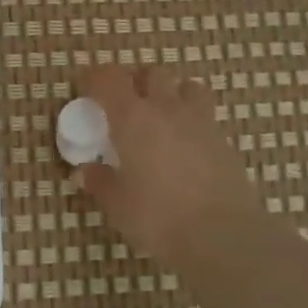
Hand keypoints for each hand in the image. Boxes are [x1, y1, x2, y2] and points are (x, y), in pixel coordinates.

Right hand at [73, 64, 273, 273]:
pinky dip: (190, 120)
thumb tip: (85, 172)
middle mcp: (166, 109)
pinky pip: (204, 114)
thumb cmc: (158, 216)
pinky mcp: (223, 140)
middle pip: (151, 73)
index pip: (108, 78)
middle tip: (123, 105)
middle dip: (134, 81)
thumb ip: (99, 182)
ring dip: (170, 93)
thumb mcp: (117, 204)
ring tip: (160, 117)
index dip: (93, 78)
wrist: (222, 235)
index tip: (84, 89)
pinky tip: (183, 145)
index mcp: (131, 117)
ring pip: (185, 86)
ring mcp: (200, 121)